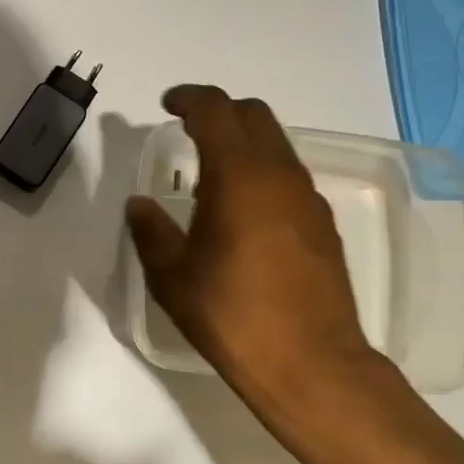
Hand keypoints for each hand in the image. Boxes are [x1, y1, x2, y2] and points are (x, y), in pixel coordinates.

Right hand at [125, 86, 384, 410]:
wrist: (311, 364)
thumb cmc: (231, 315)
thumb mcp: (172, 276)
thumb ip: (151, 232)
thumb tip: (139, 206)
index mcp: (237, 175)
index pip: (215, 110)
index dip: (188, 98)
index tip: (167, 105)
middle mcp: (279, 174)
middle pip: (253, 115)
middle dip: (219, 110)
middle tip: (187, 129)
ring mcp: (308, 198)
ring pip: (276, 144)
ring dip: (243, 142)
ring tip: (211, 173)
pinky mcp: (323, 224)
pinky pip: (289, 176)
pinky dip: (262, 171)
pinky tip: (243, 210)